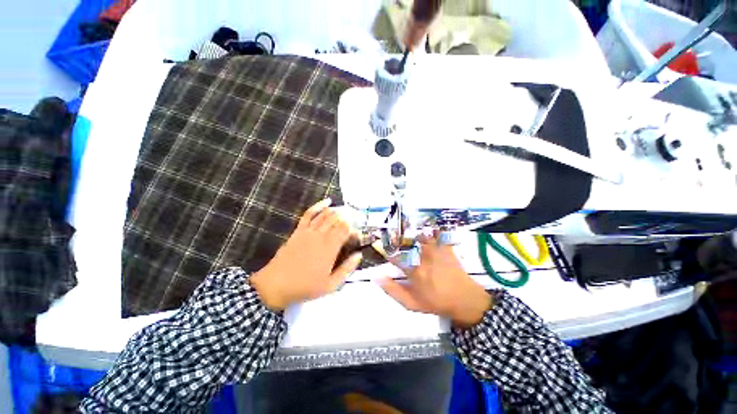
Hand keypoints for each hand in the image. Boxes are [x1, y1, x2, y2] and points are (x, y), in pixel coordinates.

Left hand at [250, 199, 361, 310]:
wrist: (276, 285)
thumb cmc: (305, 287)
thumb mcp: (331, 284)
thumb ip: (347, 269)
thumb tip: (359, 255)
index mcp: (330, 247)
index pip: (346, 229)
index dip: (354, 230)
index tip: (357, 237)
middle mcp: (321, 235)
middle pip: (338, 220)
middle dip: (348, 220)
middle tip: (352, 226)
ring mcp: (309, 231)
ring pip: (326, 214)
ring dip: (337, 212)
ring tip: (345, 213)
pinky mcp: (299, 230)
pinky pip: (309, 213)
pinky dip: (319, 206)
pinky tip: (327, 202)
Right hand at [380, 232, 492, 327]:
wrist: (464, 300)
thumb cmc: (436, 302)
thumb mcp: (411, 303)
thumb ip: (393, 290)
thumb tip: (377, 278)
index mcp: (414, 271)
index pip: (395, 258)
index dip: (387, 253)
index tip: (384, 251)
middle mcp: (423, 258)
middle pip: (407, 243)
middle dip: (397, 239)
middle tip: (393, 237)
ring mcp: (436, 251)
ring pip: (421, 236)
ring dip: (413, 233)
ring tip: (408, 231)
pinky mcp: (446, 248)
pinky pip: (438, 234)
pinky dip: (432, 230)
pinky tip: (428, 230)